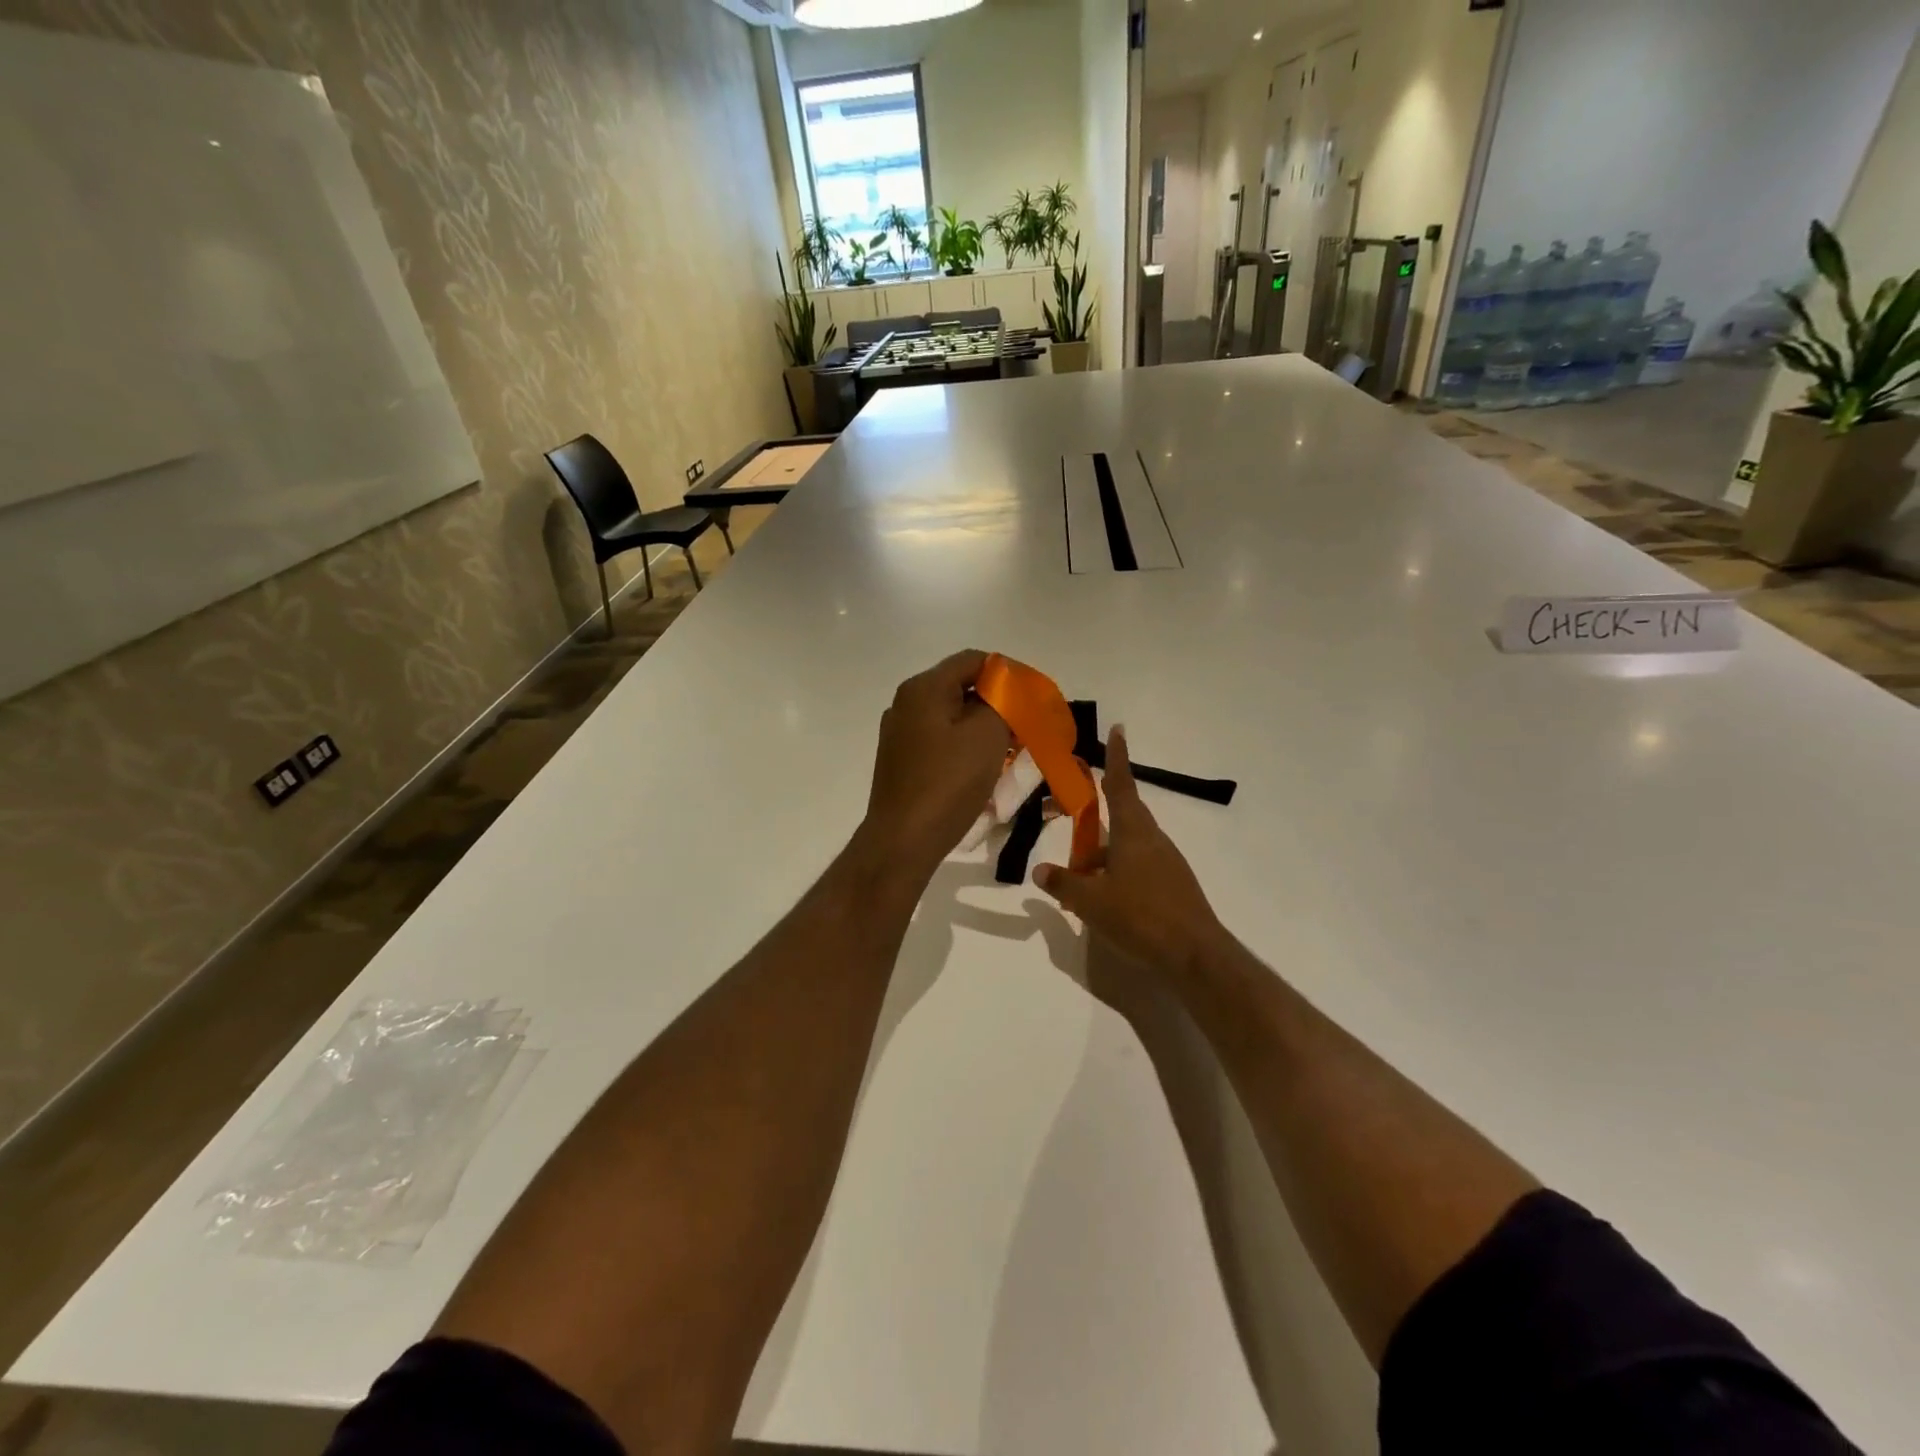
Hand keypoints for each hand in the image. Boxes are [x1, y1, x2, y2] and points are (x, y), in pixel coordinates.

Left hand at [862, 650, 1011, 879]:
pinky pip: (940, 740)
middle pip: (961, 687)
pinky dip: (964, 746)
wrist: (903, 839)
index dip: (1008, 673)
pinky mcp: (900, 760)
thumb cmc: (948, 782)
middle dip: (997, 703)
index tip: (1033, 698)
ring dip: (982, 727)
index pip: (973, 660)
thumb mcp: (988, 734)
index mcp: (923, 687)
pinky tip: (982, 768)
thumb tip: (1005, 695)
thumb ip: (1003, 702)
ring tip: (1010, 749)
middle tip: (1026, 725)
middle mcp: (906, 703)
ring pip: (952, 716)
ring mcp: (899, 733)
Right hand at [1034, 727, 1226, 973]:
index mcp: (1133, 832)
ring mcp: (1168, 863)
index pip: (1121, 785)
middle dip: (1098, 824)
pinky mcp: (1175, 885)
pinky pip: (1140, 868)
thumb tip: (1040, 871)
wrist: (1195, 955)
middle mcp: (1153, 840)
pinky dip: (1120, 875)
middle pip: (1123, 819)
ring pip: (1129, 847)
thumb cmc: (1140, 917)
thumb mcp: (1090, 902)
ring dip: (1106, 857)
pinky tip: (1108, 902)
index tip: (1118, 729)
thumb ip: (1064, 883)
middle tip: (1075, 835)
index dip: (1117, 757)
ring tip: (1082, 883)